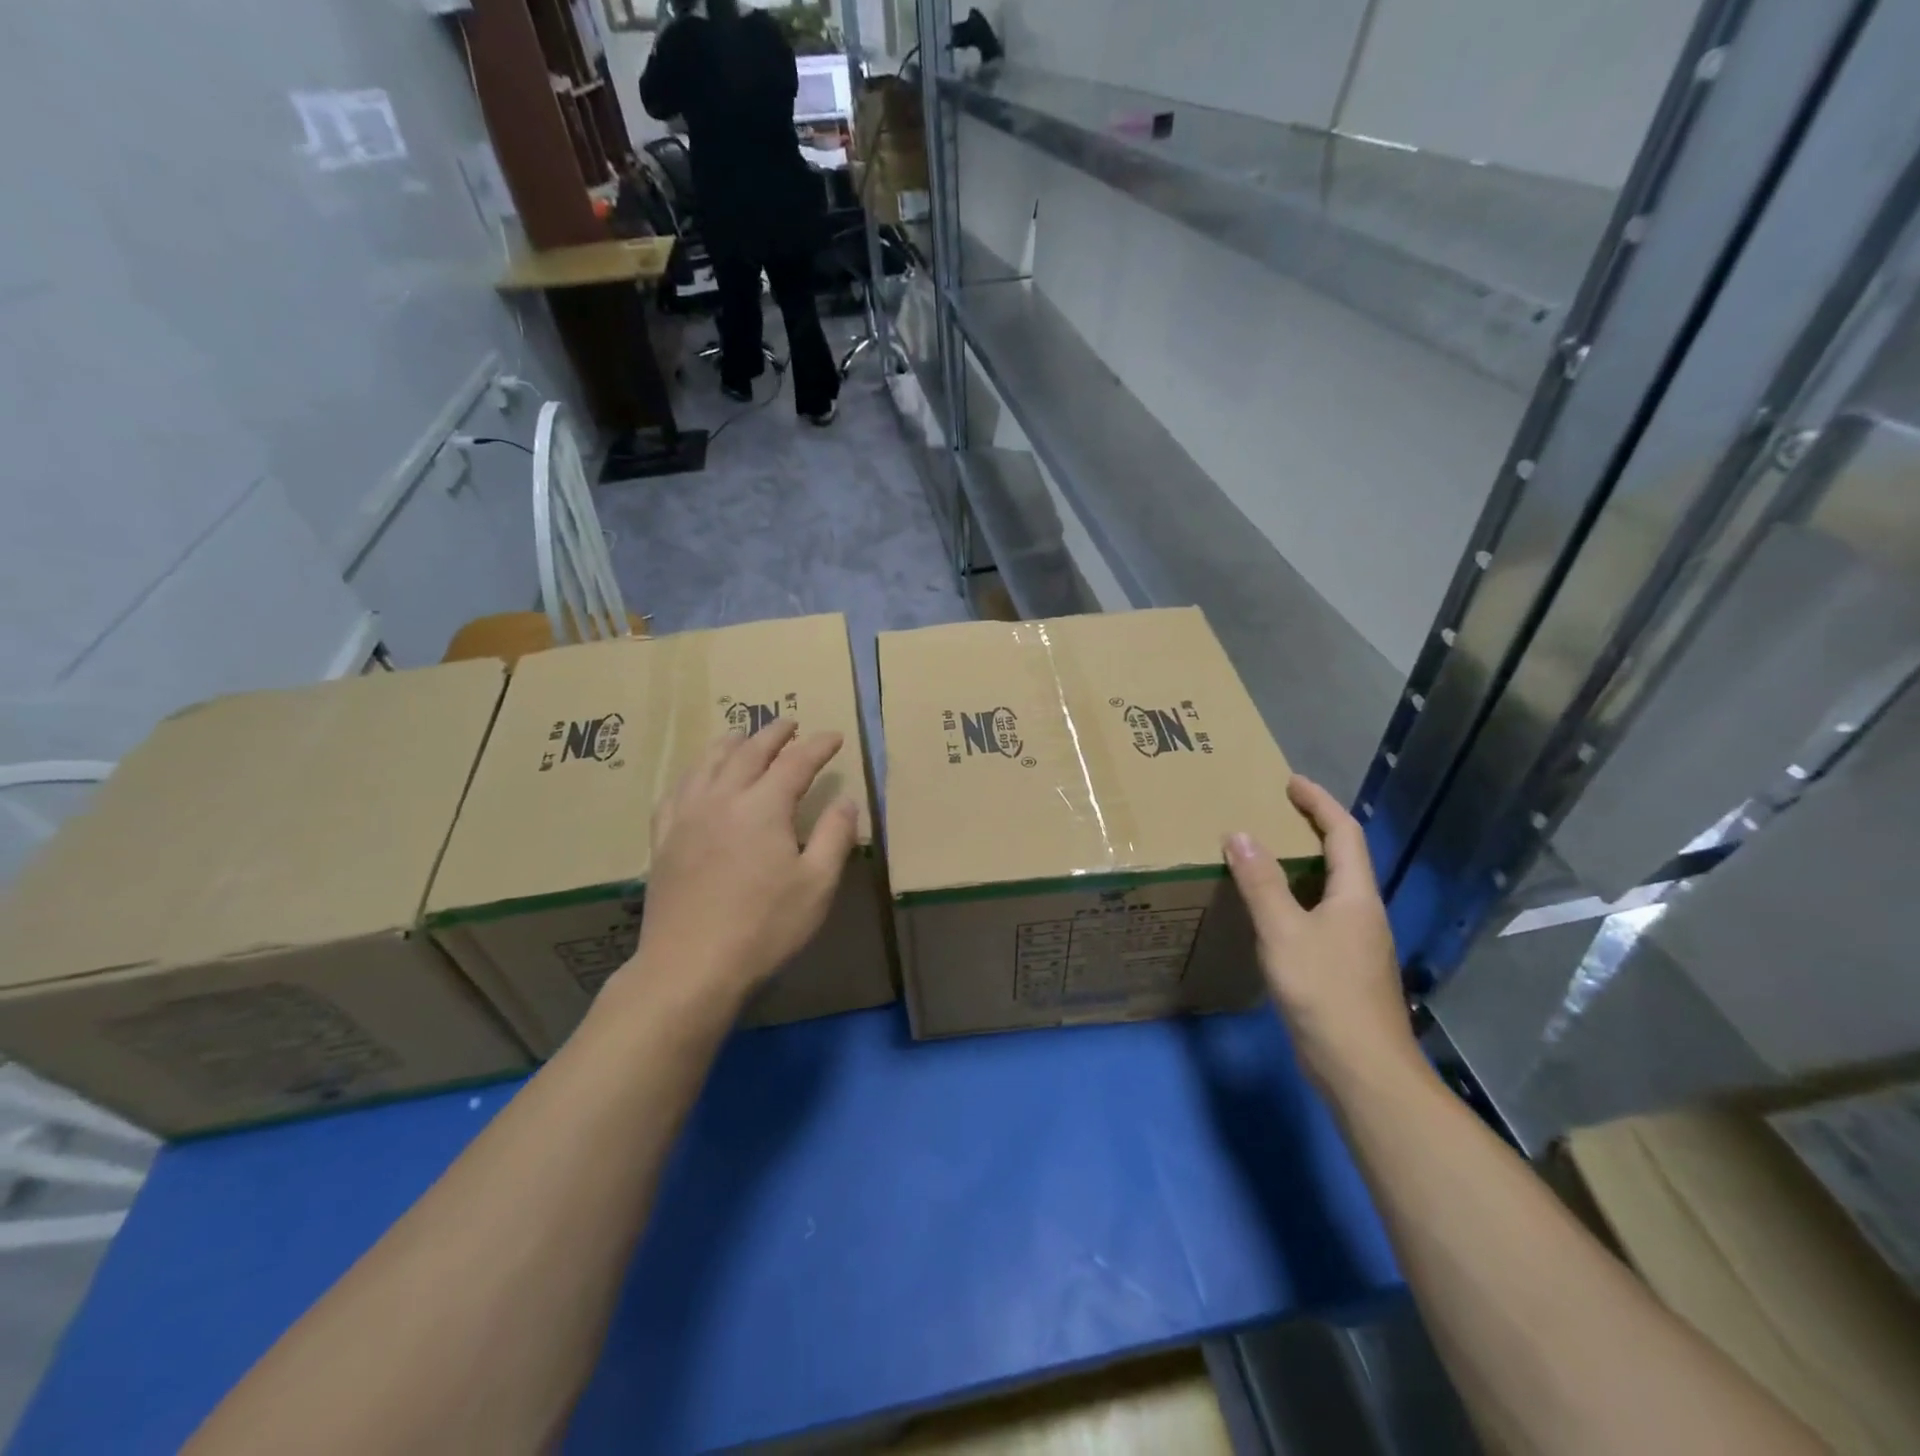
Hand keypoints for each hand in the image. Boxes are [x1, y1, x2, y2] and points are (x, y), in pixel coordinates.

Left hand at [622, 719, 858, 1013]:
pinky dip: (693, 773)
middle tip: (790, 723)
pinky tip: (697, 778)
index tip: (834, 737)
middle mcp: (723, 798)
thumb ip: (834, 836)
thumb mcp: (817, 885)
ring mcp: (687, 816)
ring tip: (742, 735)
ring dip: (731, 743)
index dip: (818, 746)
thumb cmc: (764, 927)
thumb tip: (847, 800)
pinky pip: (677, 790)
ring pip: (708, 763)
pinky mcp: (663, 838)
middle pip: (749, 752)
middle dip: (773, 733)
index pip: (796, 762)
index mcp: (764, 807)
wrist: (690, 966)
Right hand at [1224, 776, 1419, 1092]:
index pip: (1343, 833)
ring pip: (1331, 889)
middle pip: (1342, 857)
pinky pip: (1320, 915)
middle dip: (1311, 828)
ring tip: (1264, 855)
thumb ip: (1261, 882)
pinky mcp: (1344, 968)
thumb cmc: (1324, 992)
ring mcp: (1357, 943)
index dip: (1319, 803)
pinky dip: (1297, 897)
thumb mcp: (1284, 931)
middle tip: (1272, 813)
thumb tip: (1239, 834)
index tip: (1291, 782)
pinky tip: (1272, 912)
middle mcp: (1362, 913)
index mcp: (1355, 896)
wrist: (1362, 1070)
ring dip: (1303, 864)